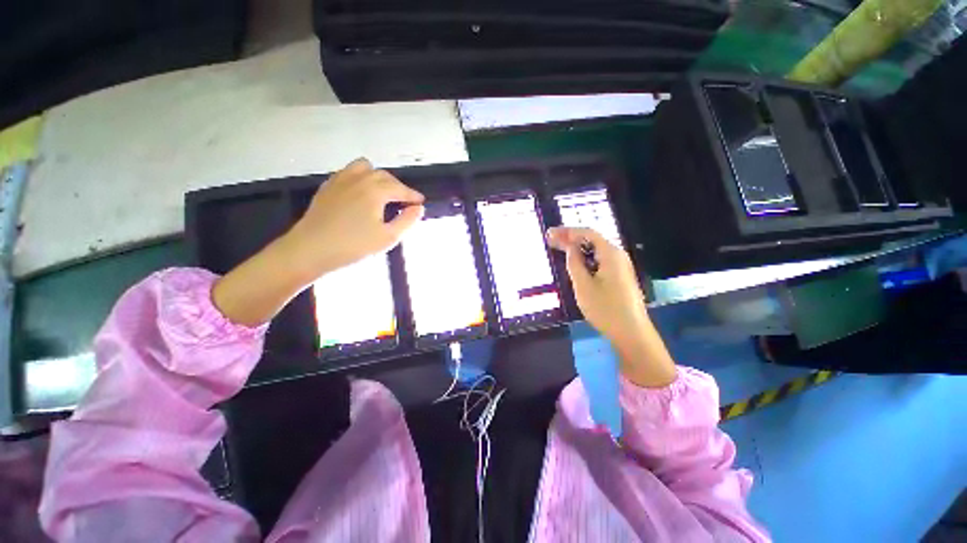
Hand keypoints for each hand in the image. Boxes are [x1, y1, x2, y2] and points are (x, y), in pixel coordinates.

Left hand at [285, 158, 424, 279]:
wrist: (310, 250)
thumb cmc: (354, 246)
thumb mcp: (388, 237)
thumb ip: (407, 221)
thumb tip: (418, 208)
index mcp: (375, 190)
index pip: (400, 189)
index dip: (413, 195)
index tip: (421, 202)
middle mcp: (359, 179)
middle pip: (384, 176)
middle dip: (398, 186)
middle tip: (404, 201)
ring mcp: (340, 180)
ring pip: (364, 167)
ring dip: (377, 177)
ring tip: (381, 192)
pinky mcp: (327, 187)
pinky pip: (347, 172)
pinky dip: (359, 178)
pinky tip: (359, 193)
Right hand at [546, 227, 647, 343]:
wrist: (631, 332)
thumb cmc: (605, 309)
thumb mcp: (583, 286)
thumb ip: (574, 263)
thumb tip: (569, 247)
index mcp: (610, 254)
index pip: (587, 233)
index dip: (567, 231)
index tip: (550, 233)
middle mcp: (617, 255)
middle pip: (591, 240)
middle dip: (570, 238)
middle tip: (550, 239)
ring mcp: (620, 266)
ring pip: (595, 251)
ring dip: (576, 248)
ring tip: (558, 248)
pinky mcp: (619, 276)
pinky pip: (599, 260)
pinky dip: (584, 258)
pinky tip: (574, 262)